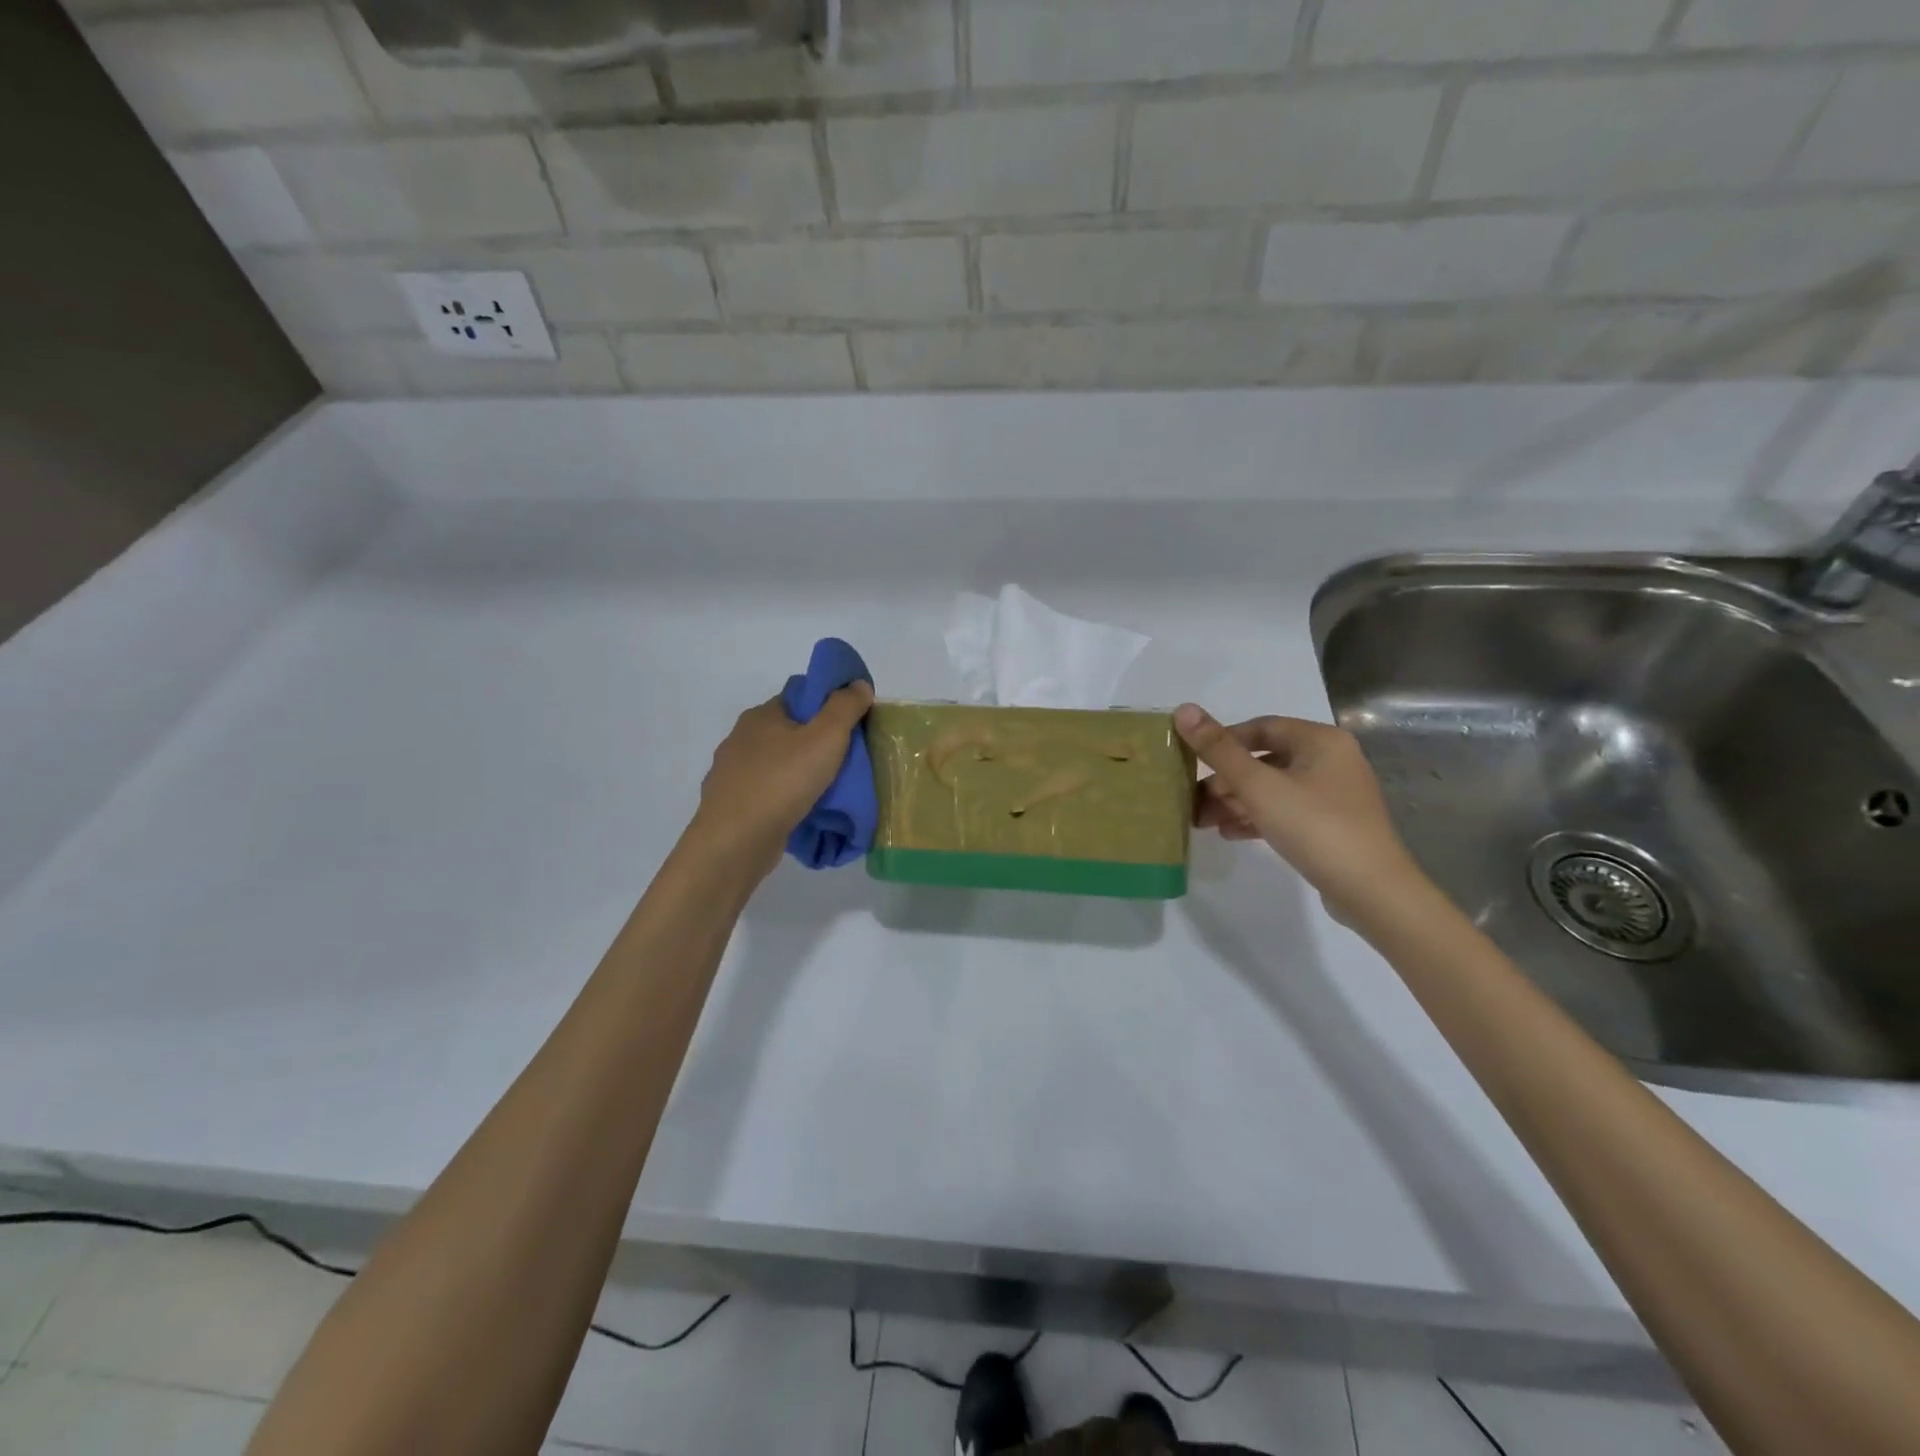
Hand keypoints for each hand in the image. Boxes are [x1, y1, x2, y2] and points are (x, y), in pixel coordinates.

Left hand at [689, 683, 874, 880]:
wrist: (735, 841)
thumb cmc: (783, 781)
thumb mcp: (827, 737)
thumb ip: (845, 707)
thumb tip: (858, 684)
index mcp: (761, 715)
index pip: (799, 697)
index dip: (827, 706)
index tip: (851, 725)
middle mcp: (740, 738)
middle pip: (787, 731)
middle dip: (815, 742)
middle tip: (846, 760)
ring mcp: (731, 773)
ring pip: (775, 764)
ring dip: (798, 772)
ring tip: (827, 790)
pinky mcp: (730, 804)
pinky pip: (766, 792)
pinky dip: (783, 797)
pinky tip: (800, 811)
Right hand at [1175, 704, 1427, 927]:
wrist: (1372, 892)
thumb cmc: (1314, 827)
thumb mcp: (1258, 787)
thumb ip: (1219, 750)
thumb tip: (1182, 710)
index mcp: (1320, 741)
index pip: (1261, 728)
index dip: (1223, 741)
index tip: (1193, 762)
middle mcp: (1331, 760)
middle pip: (1265, 760)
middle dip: (1226, 780)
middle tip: (1194, 800)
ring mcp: (1334, 795)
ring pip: (1273, 788)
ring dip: (1236, 801)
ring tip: (1203, 821)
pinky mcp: (1331, 825)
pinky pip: (1286, 811)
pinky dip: (1257, 818)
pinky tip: (1229, 833)